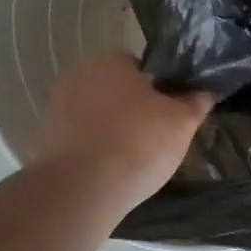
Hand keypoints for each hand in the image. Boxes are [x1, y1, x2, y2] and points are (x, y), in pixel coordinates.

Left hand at [32, 52, 213, 213]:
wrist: (80, 189)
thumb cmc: (137, 144)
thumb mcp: (181, 123)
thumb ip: (195, 103)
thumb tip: (207, 91)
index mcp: (110, 61)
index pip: (138, 66)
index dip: (156, 88)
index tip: (167, 113)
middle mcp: (77, 75)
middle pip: (112, 89)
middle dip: (130, 108)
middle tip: (152, 137)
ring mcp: (54, 107)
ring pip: (92, 114)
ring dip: (107, 129)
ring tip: (129, 160)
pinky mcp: (42, 139)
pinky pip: (75, 139)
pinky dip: (89, 150)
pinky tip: (104, 172)